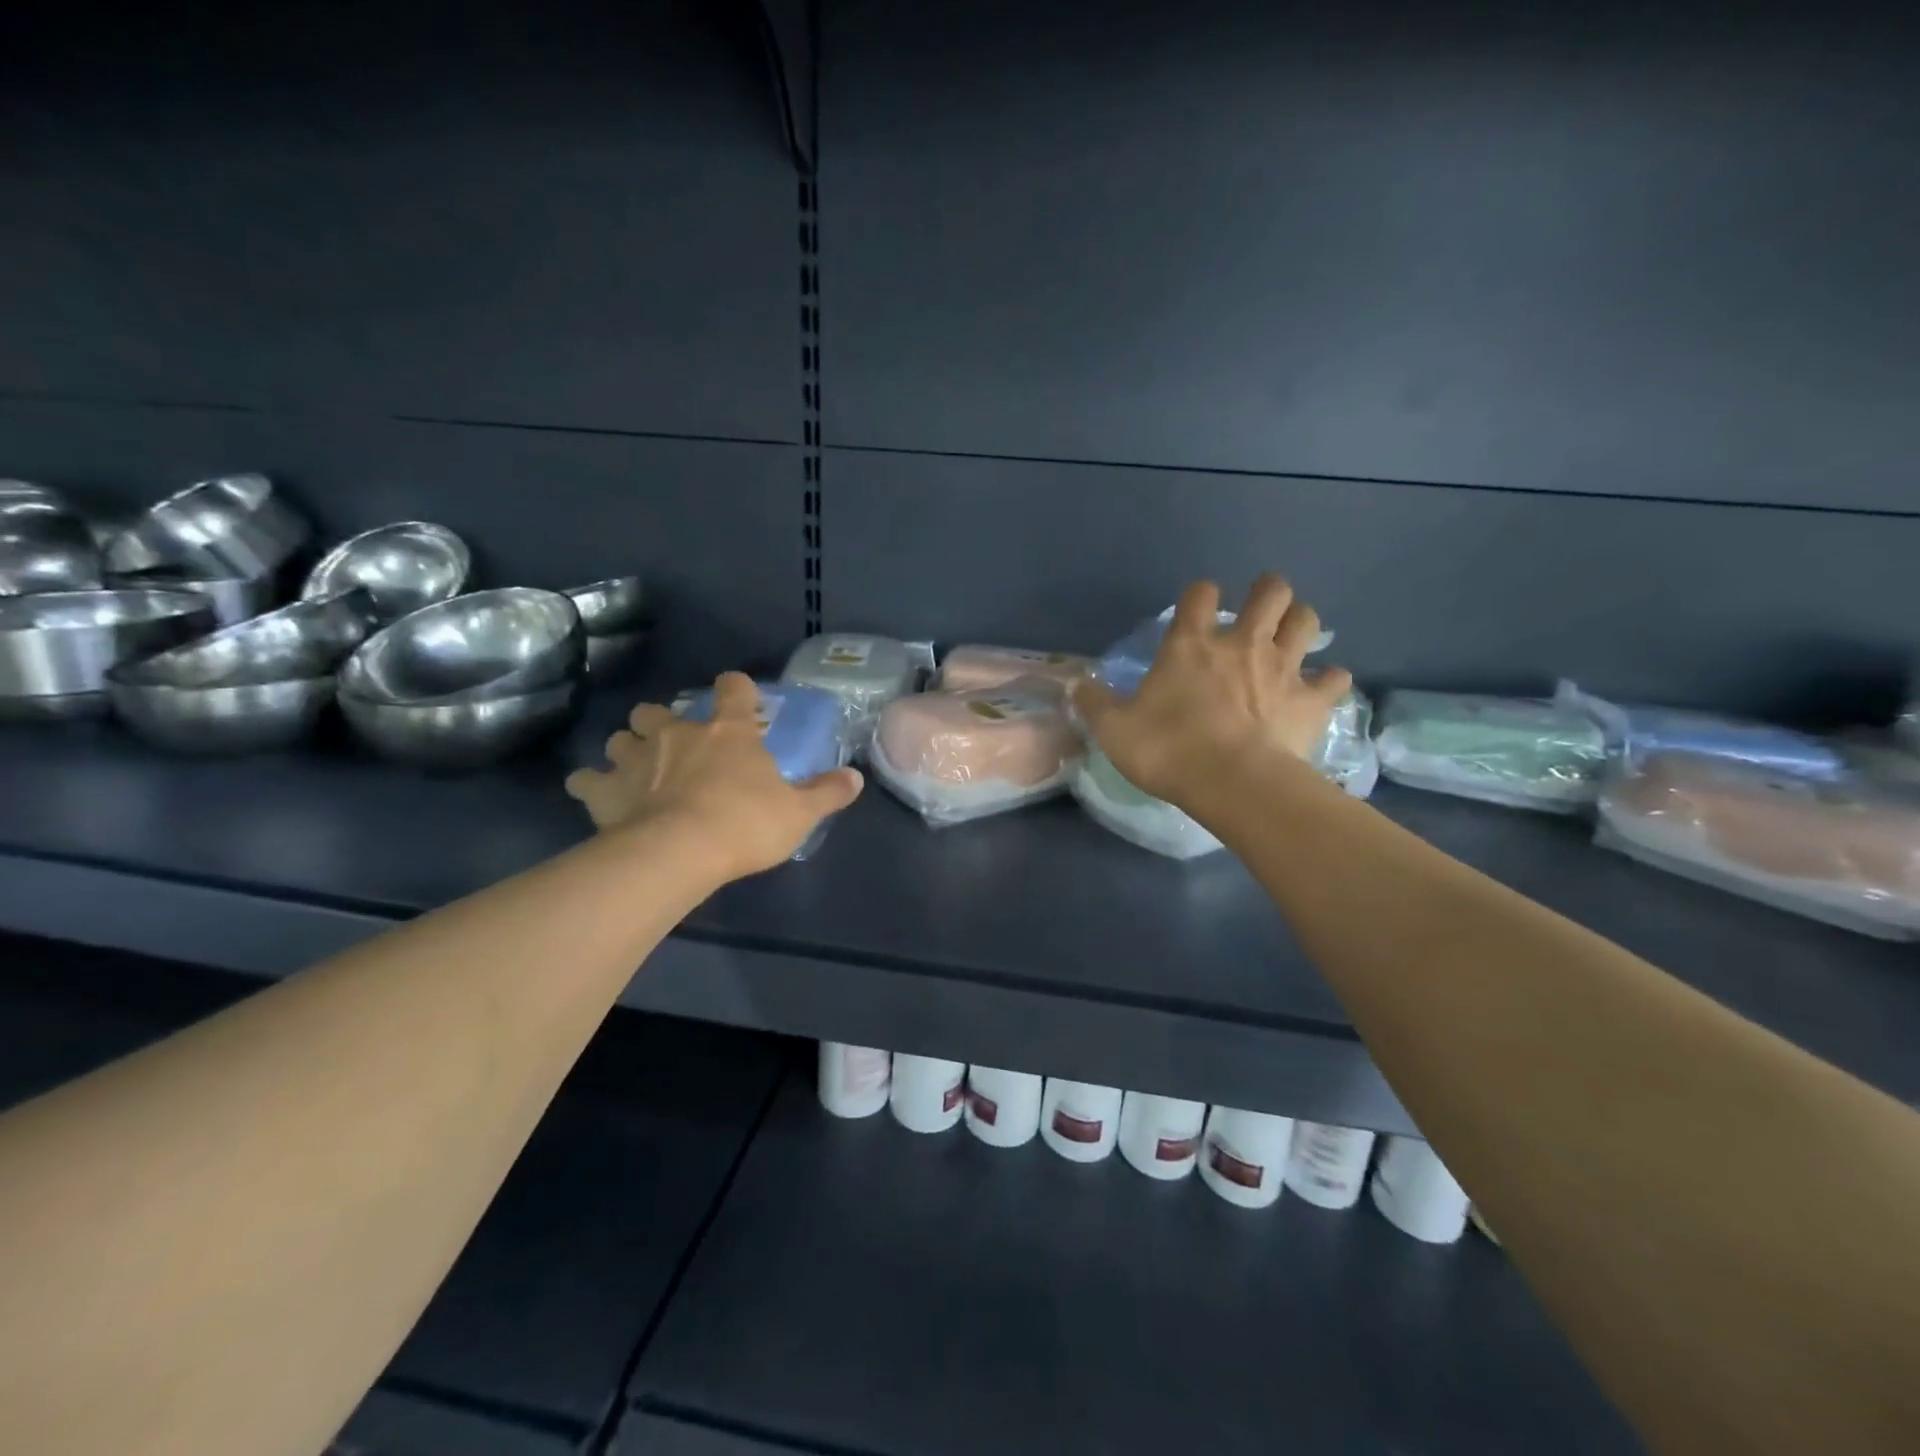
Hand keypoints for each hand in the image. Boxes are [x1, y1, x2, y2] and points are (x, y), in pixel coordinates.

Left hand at [564, 672, 862, 881]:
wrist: (680, 852)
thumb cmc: (745, 824)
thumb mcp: (799, 813)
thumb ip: (828, 793)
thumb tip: (857, 778)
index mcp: (728, 732)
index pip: (733, 689)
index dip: (735, 688)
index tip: (737, 695)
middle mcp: (678, 734)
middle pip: (658, 710)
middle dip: (662, 721)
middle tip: (673, 743)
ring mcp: (636, 758)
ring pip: (619, 737)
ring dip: (626, 747)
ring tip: (634, 767)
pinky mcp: (605, 790)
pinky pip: (585, 779)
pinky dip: (590, 784)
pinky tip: (597, 795)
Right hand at [1072, 575, 1352, 811]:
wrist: (1232, 784)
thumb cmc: (1168, 750)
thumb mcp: (1114, 730)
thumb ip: (1094, 703)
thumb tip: (1076, 685)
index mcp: (1192, 644)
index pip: (1200, 593)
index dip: (1200, 595)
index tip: (1196, 610)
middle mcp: (1242, 644)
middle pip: (1272, 591)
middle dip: (1268, 592)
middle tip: (1259, 611)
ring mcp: (1283, 669)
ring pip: (1307, 621)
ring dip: (1300, 623)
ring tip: (1290, 639)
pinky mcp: (1311, 701)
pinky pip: (1334, 678)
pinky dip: (1329, 680)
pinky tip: (1319, 689)